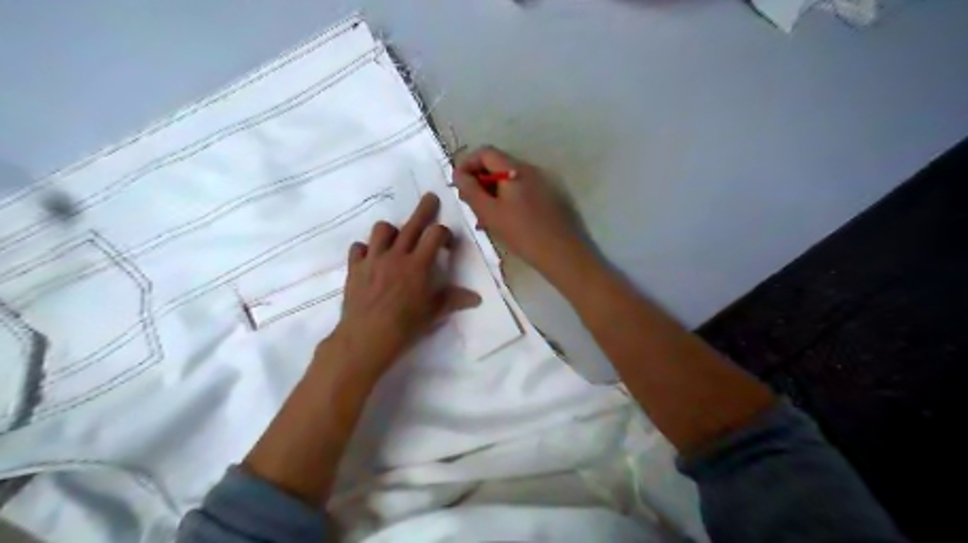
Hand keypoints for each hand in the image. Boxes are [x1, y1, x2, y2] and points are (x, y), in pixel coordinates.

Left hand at [332, 192, 480, 375]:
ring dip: (391, 231)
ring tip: (396, 238)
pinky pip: (358, 248)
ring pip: (381, 230)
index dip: (445, 234)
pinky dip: (366, 249)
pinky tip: (371, 258)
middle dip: (424, 209)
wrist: (367, 337)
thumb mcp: (434, 313)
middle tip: (430, 197)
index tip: (447, 245)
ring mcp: (373, 259)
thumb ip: (454, 299)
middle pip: (412, 224)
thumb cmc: (405, 325)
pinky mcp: (355, 268)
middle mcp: (396, 255)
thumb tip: (476, 298)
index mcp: (418, 264)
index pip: (436, 234)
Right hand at [457, 146, 590, 275]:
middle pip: (496, 165)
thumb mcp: (489, 212)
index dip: (467, 164)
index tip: (458, 185)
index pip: (485, 152)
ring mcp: (539, 184)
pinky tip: (500, 221)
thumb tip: (458, 174)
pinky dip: (504, 200)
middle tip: (469, 203)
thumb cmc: (521, 231)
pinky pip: (518, 192)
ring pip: (507, 181)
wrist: (560, 252)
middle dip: (478, 181)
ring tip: (482, 217)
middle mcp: (528, 170)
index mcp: (514, 169)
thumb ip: (471, 191)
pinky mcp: (544, 198)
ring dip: (490, 193)